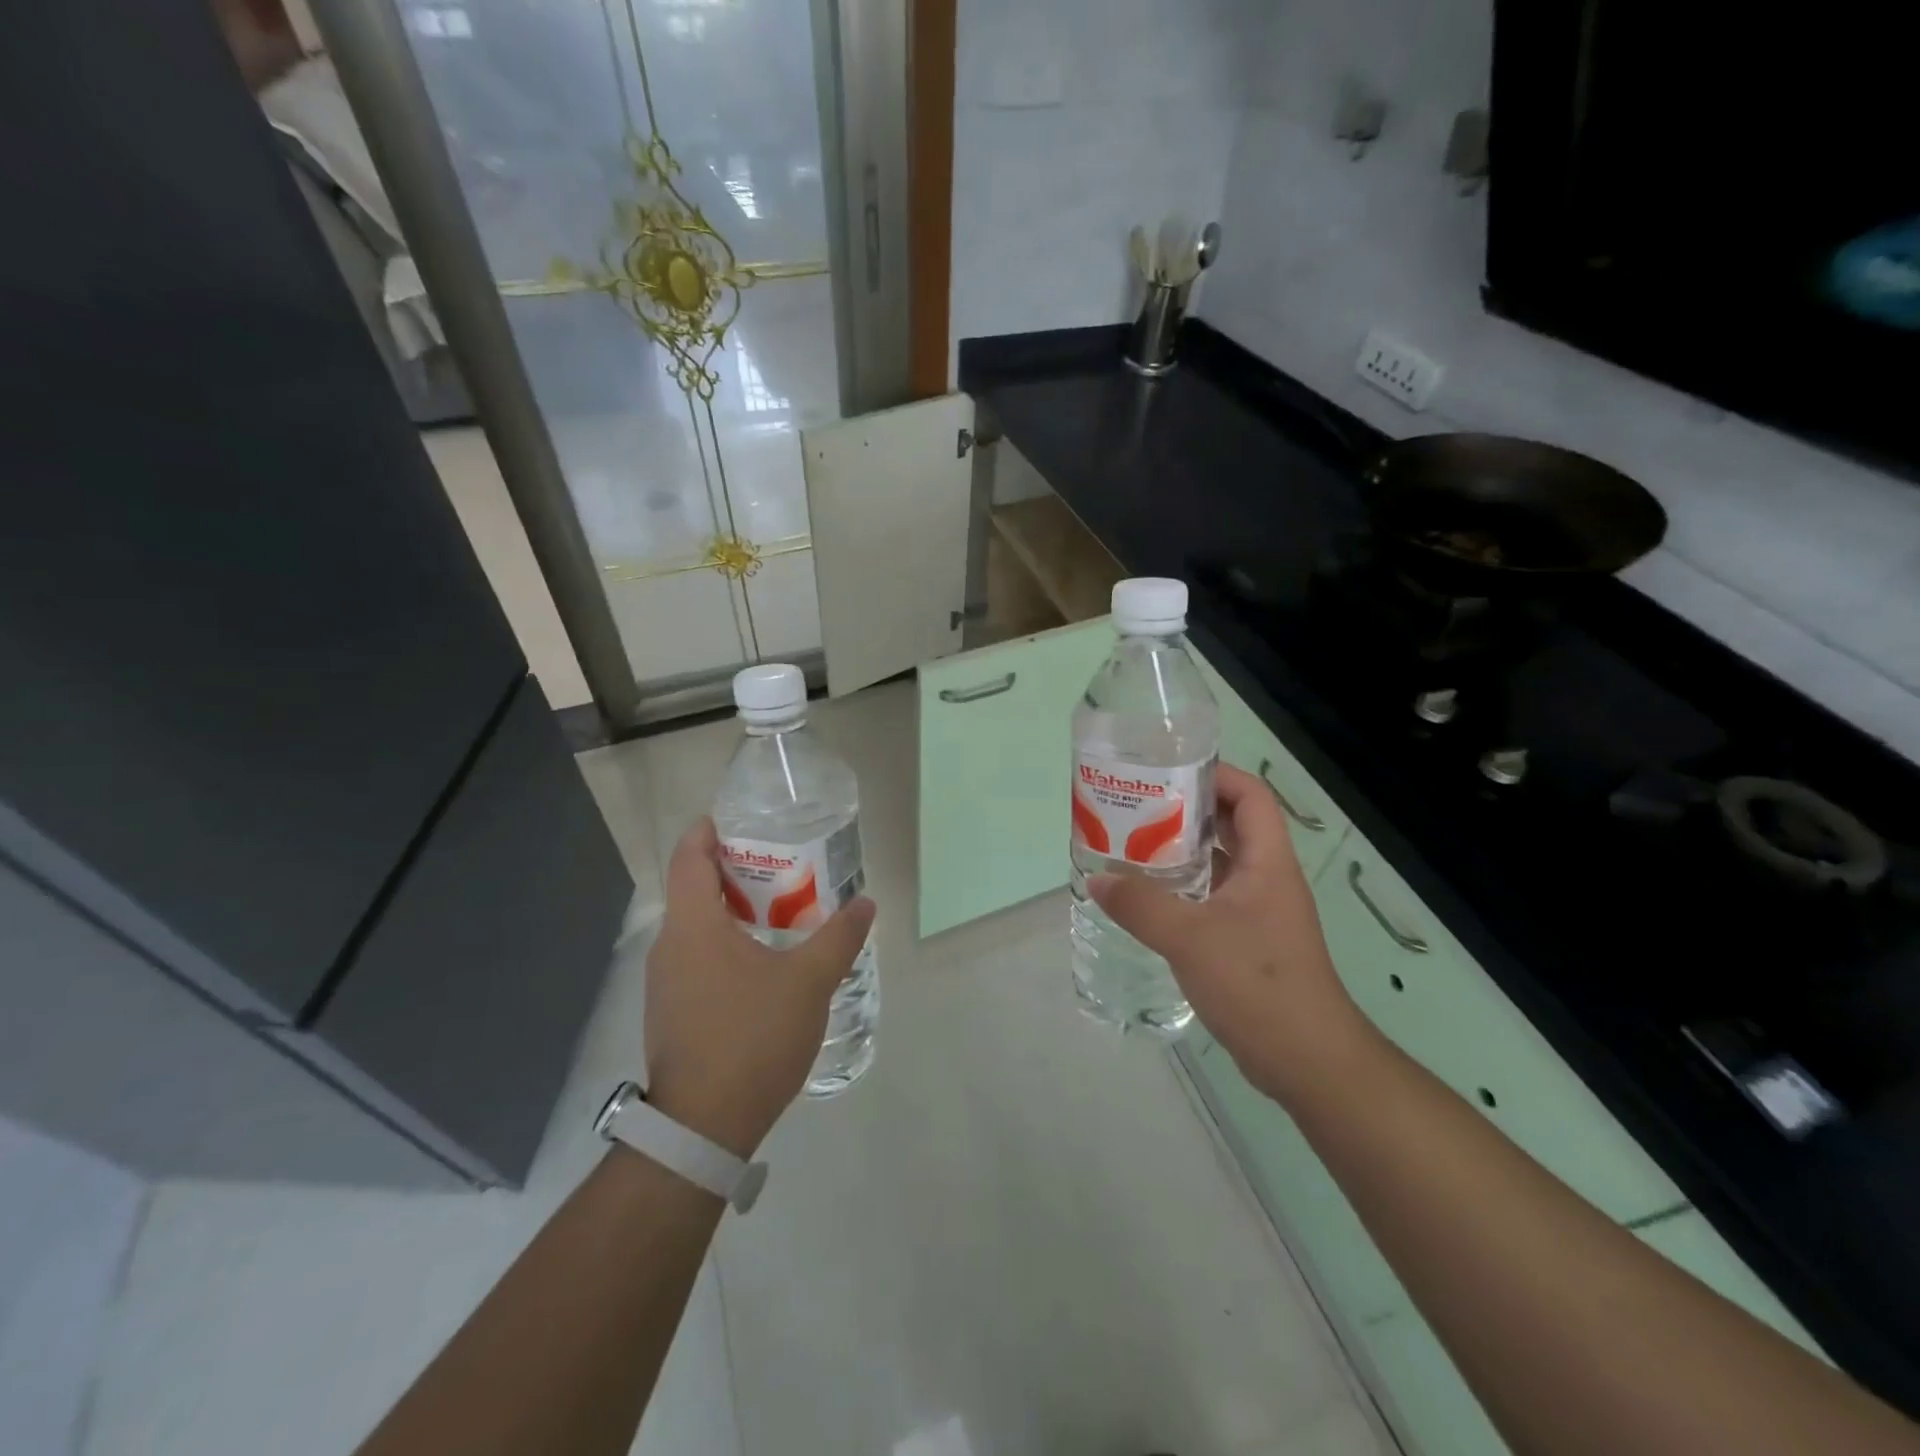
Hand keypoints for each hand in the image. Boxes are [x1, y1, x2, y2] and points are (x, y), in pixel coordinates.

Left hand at [643, 818, 875, 1155]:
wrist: (703, 1127)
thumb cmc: (752, 1036)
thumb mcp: (809, 982)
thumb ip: (839, 937)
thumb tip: (866, 903)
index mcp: (692, 926)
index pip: (687, 857)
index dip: (708, 831)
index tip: (739, 820)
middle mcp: (669, 946)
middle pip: (693, 889)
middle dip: (734, 870)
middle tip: (781, 864)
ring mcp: (665, 983)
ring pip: (696, 927)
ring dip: (732, 911)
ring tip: (780, 911)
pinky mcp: (672, 1012)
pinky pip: (696, 958)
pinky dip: (725, 945)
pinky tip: (763, 964)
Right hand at [1089, 761, 1368, 1104]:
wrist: (1307, 1060)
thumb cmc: (1257, 984)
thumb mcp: (1190, 938)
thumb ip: (1141, 905)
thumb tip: (1097, 879)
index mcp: (1267, 862)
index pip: (1251, 796)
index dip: (1216, 775)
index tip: (1169, 772)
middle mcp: (1267, 879)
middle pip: (1231, 825)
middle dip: (1187, 810)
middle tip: (1138, 807)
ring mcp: (1259, 912)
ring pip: (1219, 864)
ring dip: (1181, 852)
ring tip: (1133, 845)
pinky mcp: (1248, 942)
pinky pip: (1212, 898)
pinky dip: (1183, 890)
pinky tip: (1148, 899)